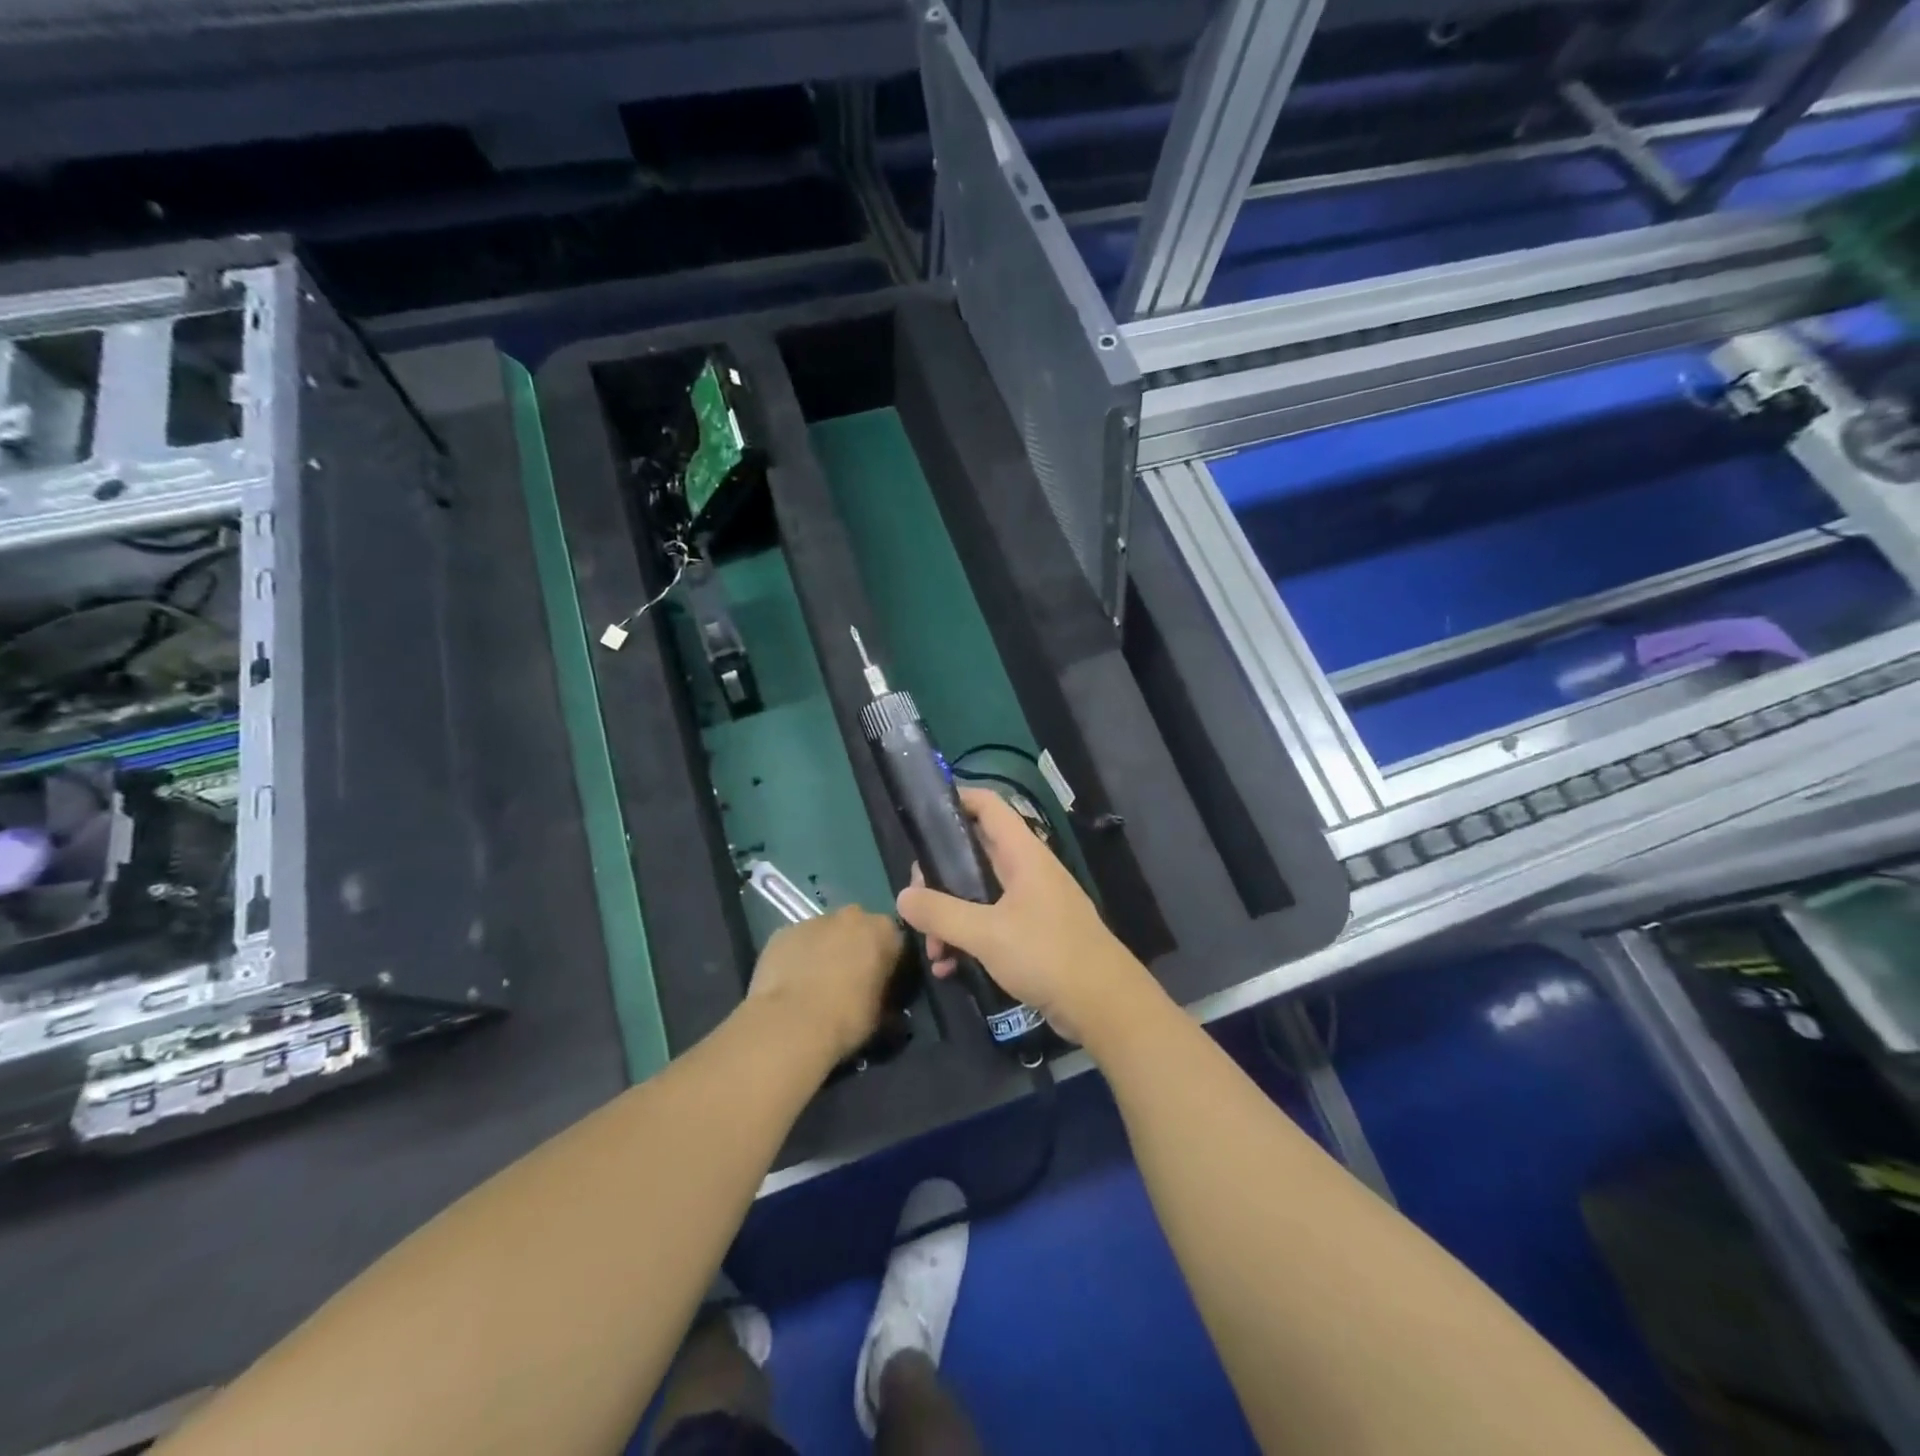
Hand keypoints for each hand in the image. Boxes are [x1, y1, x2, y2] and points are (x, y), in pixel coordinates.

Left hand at [745, 907, 902, 1064]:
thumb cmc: (847, 1019)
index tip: (880, 983)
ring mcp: (813, 920)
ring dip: (824, 950)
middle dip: (854, 948)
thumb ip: (883, 994)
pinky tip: (791, 983)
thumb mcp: (881, 1013)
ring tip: (814, 984)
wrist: (791, 1024)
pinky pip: (797, 942)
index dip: (887, 963)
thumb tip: (882, 999)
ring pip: (824, 933)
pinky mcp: (783, 931)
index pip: (893, 940)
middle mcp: (851, 916)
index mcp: (883, 930)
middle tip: (847, 981)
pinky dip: (797, 956)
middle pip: (857, 928)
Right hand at [896, 787, 1159, 1042]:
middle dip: (940, 877)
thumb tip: (903, 896)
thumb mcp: (987, 934)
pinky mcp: (1033, 934)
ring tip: (933, 952)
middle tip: (918, 903)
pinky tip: (949, 968)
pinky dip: (968, 939)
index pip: (988, 805)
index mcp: (1023, 854)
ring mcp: (1031, 902)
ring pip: (978, 894)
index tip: (922, 814)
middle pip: (974, 853)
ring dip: (950, 917)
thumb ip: (941, 913)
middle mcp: (1027, 871)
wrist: (1104, 1005)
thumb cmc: (1047, 955)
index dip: (957, 798)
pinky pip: (991, 925)